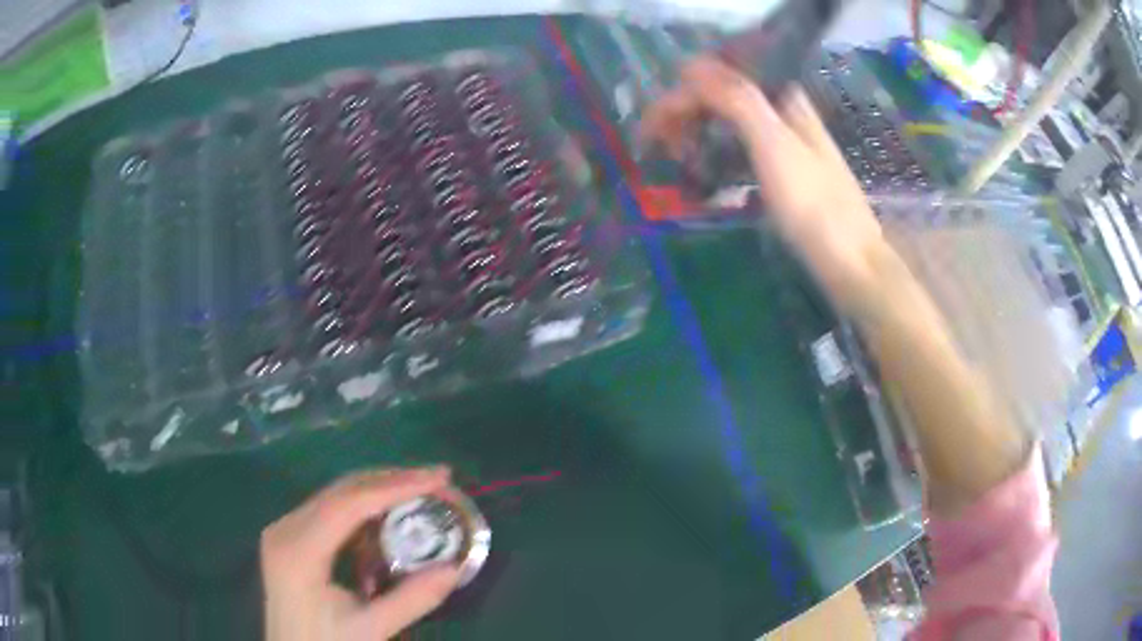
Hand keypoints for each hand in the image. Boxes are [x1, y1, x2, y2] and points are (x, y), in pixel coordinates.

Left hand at [262, 467, 460, 640]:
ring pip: (335, 495)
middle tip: (436, 479)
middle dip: (391, 480)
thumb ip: (412, 599)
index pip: (349, 504)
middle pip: (341, 490)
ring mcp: (284, 530)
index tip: (438, 478)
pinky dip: (362, 509)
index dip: (395, 487)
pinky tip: (387, 517)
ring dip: (378, 491)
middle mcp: (285, 528)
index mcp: (299, 551)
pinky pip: (329, 511)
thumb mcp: (370, 629)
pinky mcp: (289, 538)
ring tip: (420, 492)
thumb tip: (455, 568)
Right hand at [640, 57, 889, 312]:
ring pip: (729, 122)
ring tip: (674, 159)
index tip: (651, 128)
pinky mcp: (784, 173)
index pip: (720, 77)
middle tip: (656, 146)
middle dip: (684, 113)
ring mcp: (784, 144)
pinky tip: (703, 173)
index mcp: (783, 100)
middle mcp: (782, 114)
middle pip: (723, 96)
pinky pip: (739, 149)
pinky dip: (715, 154)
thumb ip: (737, 100)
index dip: (681, 95)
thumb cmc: (815, 206)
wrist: (853, 263)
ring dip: (696, 132)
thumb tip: (692, 67)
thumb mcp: (774, 145)